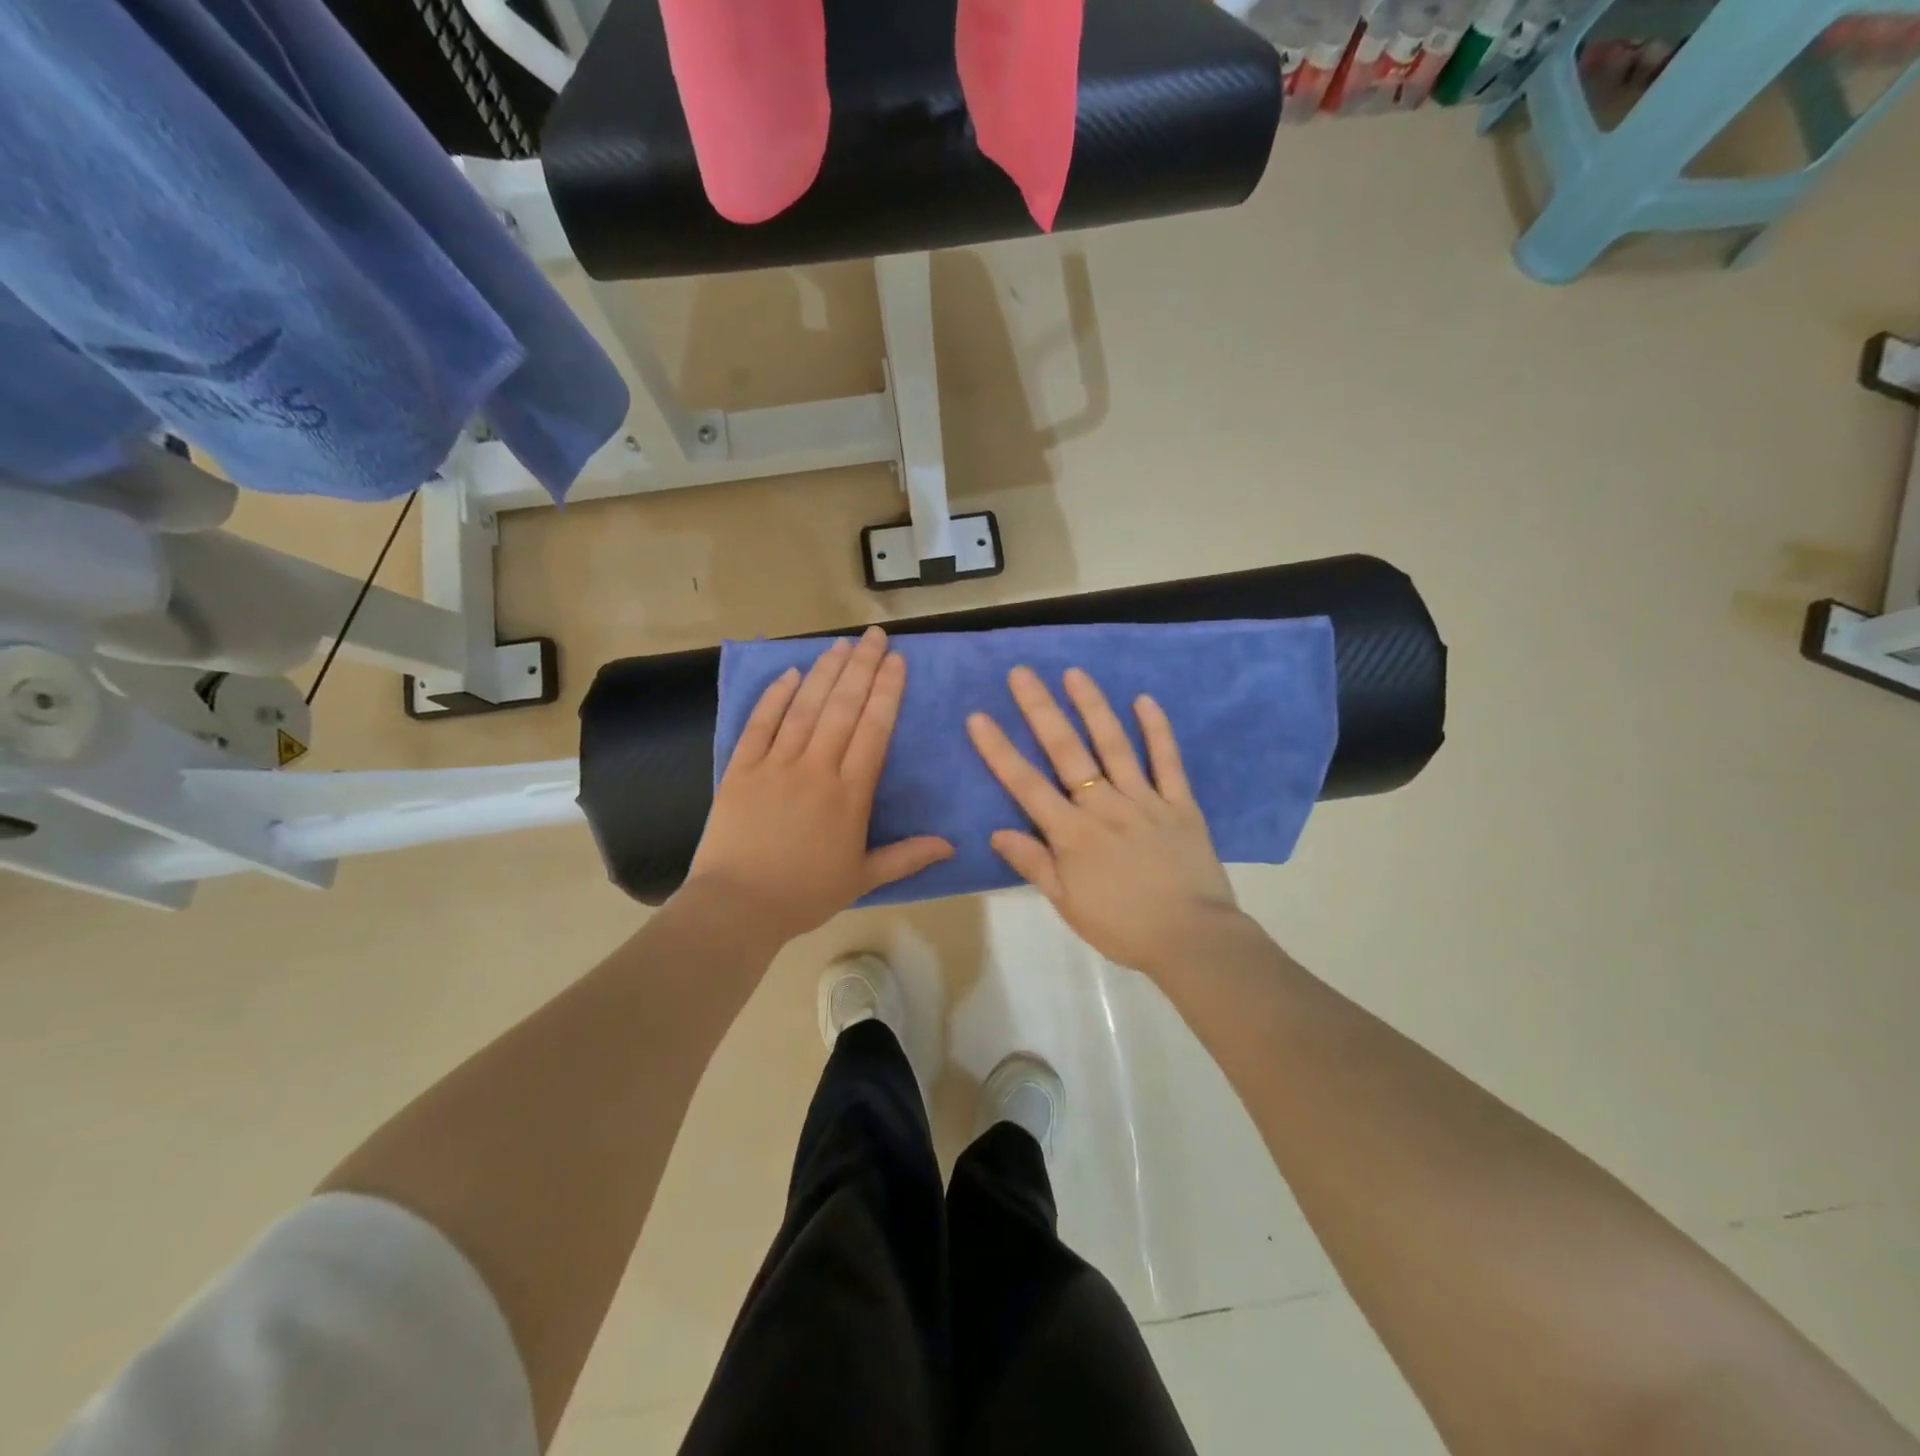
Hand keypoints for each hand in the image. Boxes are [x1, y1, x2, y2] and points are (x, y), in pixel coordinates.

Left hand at [684, 626, 952, 941]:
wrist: (738, 906)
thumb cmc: (805, 894)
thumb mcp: (863, 878)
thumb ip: (907, 857)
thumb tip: (952, 846)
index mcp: (850, 794)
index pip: (873, 730)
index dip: (887, 692)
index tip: (896, 661)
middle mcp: (816, 768)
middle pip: (843, 708)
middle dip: (862, 668)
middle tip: (874, 636)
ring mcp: (776, 765)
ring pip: (805, 708)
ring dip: (825, 673)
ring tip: (841, 644)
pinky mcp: (741, 769)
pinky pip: (760, 724)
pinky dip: (775, 697)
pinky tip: (791, 673)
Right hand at [967, 666, 1242, 979]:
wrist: (1192, 940)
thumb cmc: (1122, 926)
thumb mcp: (1068, 904)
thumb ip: (1034, 864)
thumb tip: (997, 832)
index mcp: (1072, 833)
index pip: (1026, 784)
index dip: (999, 750)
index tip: (979, 716)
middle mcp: (1104, 806)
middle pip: (1067, 751)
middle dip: (1040, 710)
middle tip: (1022, 673)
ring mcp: (1145, 800)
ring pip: (1114, 745)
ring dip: (1093, 706)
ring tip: (1074, 673)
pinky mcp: (1181, 803)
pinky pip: (1168, 761)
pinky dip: (1157, 729)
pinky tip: (1144, 700)